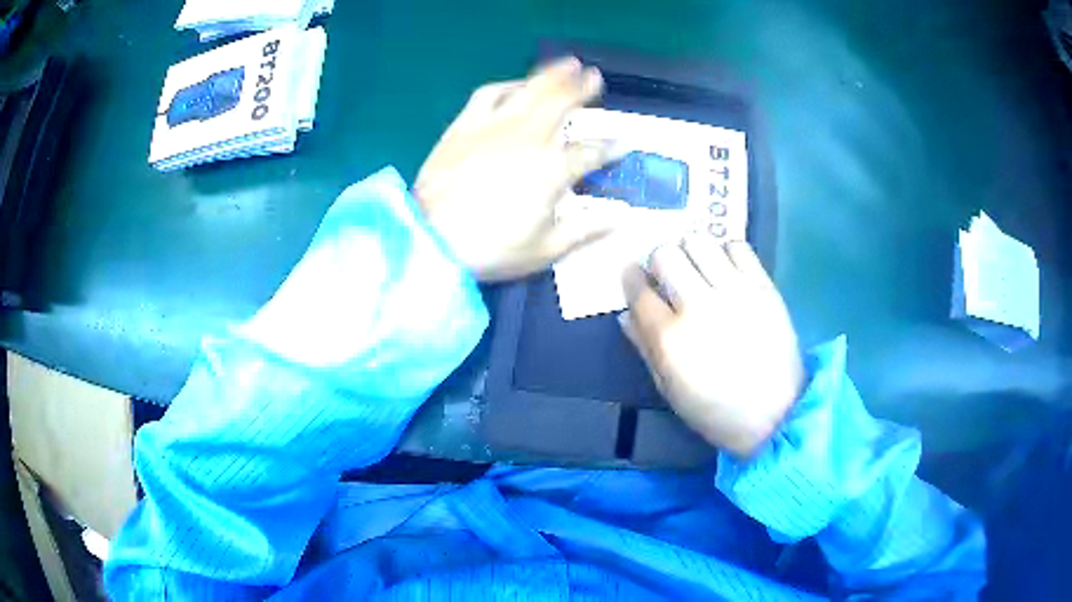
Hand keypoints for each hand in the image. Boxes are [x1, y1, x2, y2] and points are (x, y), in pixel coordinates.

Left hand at [414, 57, 622, 281]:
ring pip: (531, 90)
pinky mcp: (465, 124)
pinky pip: (489, 94)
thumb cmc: (490, 248)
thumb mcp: (545, 250)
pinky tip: (516, 84)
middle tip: (595, 77)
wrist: (430, 238)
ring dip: (553, 75)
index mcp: (552, 170)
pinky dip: (507, 85)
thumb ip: (585, 230)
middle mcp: (528, 138)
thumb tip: (620, 217)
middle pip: (562, 104)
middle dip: (584, 89)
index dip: (611, 147)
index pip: (591, 152)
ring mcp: (495, 126)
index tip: (623, 142)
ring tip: (568, 64)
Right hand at [620, 235, 804, 457]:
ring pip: (698, 242)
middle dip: (660, 262)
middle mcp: (698, 306)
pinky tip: (727, 271)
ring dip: (691, 251)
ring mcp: (734, 292)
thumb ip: (645, 347)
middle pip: (665, 254)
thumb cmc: (716, 410)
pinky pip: (737, 246)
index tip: (636, 278)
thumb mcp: (669, 389)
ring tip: (699, 269)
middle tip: (669, 276)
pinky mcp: (763, 286)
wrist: (777, 413)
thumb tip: (626, 314)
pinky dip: (726, 253)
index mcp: (670, 338)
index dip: (631, 278)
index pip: (638, 288)